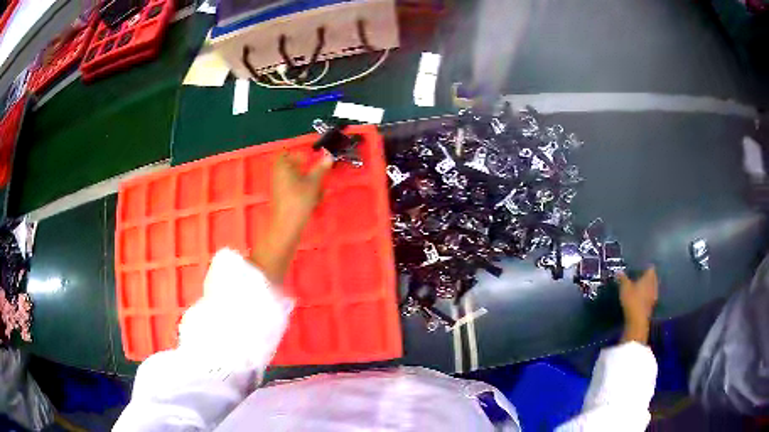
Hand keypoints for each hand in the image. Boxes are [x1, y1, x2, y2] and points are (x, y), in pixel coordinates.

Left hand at [271, 152, 332, 232]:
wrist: (287, 225)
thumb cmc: (299, 200)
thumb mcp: (313, 183)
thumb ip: (321, 169)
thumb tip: (329, 156)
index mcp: (282, 166)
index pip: (287, 152)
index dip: (299, 154)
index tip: (311, 158)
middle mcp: (278, 175)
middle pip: (293, 167)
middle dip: (308, 170)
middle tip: (319, 174)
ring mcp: (279, 187)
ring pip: (296, 179)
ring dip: (309, 182)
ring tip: (320, 190)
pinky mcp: (283, 198)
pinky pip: (295, 190)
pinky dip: (305, 192)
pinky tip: (315, 201)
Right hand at [618, 267, 658, 343]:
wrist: (637, 321)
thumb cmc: (632, 300)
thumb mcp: (624, 288)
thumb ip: (622, 278)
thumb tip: (618, 270)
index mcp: (648, 278)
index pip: (650, 268)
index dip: (646, 267)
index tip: (641, 267)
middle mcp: (653, 285)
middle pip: (652, 278)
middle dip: (647, 277)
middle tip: (640, 277)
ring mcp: (653, 296)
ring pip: (652, 288)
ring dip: (647, 287)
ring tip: (640, 287)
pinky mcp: (651, 306)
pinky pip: (650, 297)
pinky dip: (646, 296)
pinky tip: (641, 298)